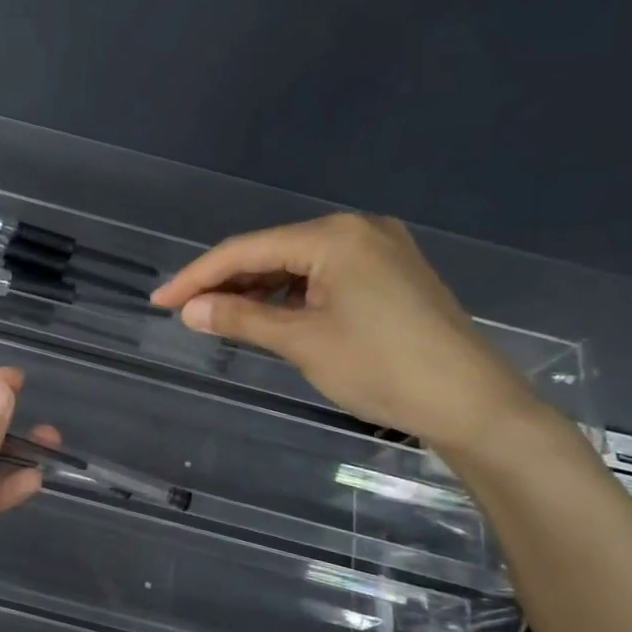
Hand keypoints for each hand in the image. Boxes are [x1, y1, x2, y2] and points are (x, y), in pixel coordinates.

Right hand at [152, 213, 539, 453]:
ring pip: (298, 263)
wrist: (471, 403)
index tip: (160, 300)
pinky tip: (269, 313)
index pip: (247, 249)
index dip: (198, 275)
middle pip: (272, 250)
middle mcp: (357, 229)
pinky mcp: (391, 273)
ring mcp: (379, 249)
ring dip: (258, 288)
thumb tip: (189, 309)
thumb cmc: (381, 368)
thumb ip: (241, 317)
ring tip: (218, 314)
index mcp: (334, 236)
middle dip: (226, 281)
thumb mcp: (302, 342)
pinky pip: (325, 274)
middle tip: (184, 310)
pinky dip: (292, 294)